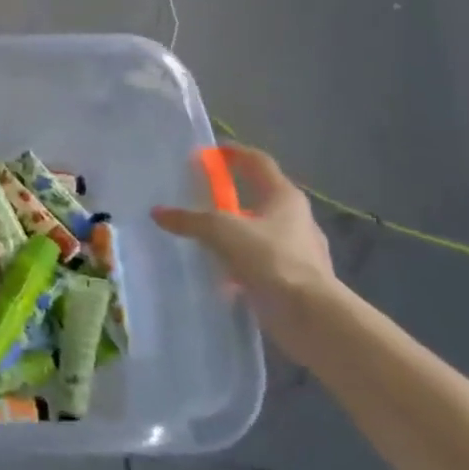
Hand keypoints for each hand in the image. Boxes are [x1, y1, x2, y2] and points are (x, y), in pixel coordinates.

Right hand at [152, 146, 343, 349]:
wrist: (311, 317)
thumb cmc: (271, 259)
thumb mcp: (222, 232)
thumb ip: (190, 220)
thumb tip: (157, 212)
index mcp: (284, 196)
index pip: (257, 162)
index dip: (233, 153)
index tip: (209, 152)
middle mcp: (296, 218)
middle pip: (259, 196)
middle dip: (231, 195)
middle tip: (200, 197)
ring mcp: (299, 250)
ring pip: (260, 231)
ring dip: (236, 231)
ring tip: (206, 237)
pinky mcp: (295, 279)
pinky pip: (262, 262)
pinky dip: (242, 262)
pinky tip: (221, 273)